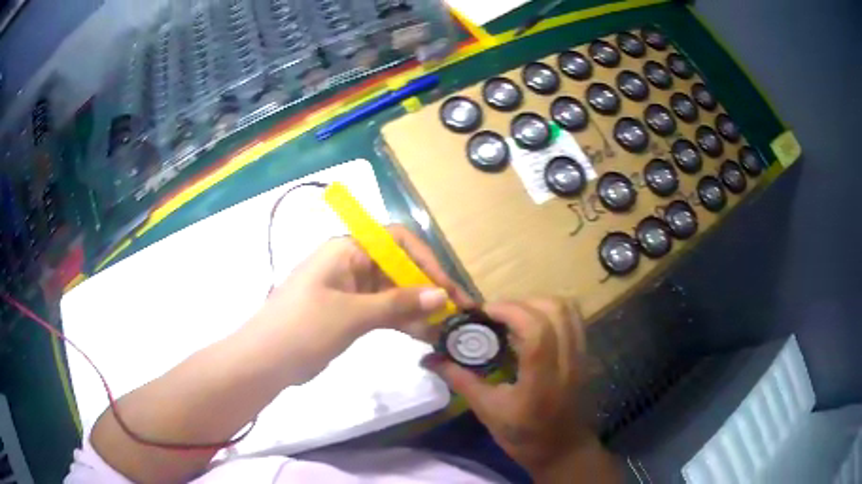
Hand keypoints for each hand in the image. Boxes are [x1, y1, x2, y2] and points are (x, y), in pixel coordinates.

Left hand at [242, 225, 471, 384]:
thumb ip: (398, 304)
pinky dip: (401, 320)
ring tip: (443, 329)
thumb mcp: (352, 315)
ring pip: (393, 291)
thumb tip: (442, 295)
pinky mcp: (348, 312)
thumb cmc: (303, 328)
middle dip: (426, 288)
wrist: (264, 360)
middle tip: (454, 313)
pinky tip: (423, 335)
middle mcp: (351, 263)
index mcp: (347, 249)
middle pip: (398, 266)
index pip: (397, 240)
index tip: (446, 288)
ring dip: (417, 308)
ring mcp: (349, 289)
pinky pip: (382, 310)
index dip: (426, 261)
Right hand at [422, 298, 597, 473]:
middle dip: (520, 302)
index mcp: (543, 378)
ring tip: (512, 317)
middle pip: (555, 309)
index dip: (508, 310)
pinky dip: (551, 311)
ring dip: (537, 303)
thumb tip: (429, 358)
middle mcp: (568, 360)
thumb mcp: (488, 411)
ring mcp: (580, 355)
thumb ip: (461, 380)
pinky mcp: (584, 354)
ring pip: (567, 309)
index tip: (482, 313)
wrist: (562, 449)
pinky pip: (573, 319)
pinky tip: (531, 326)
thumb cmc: (524, 436)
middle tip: (495, 315)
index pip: (536, 329)